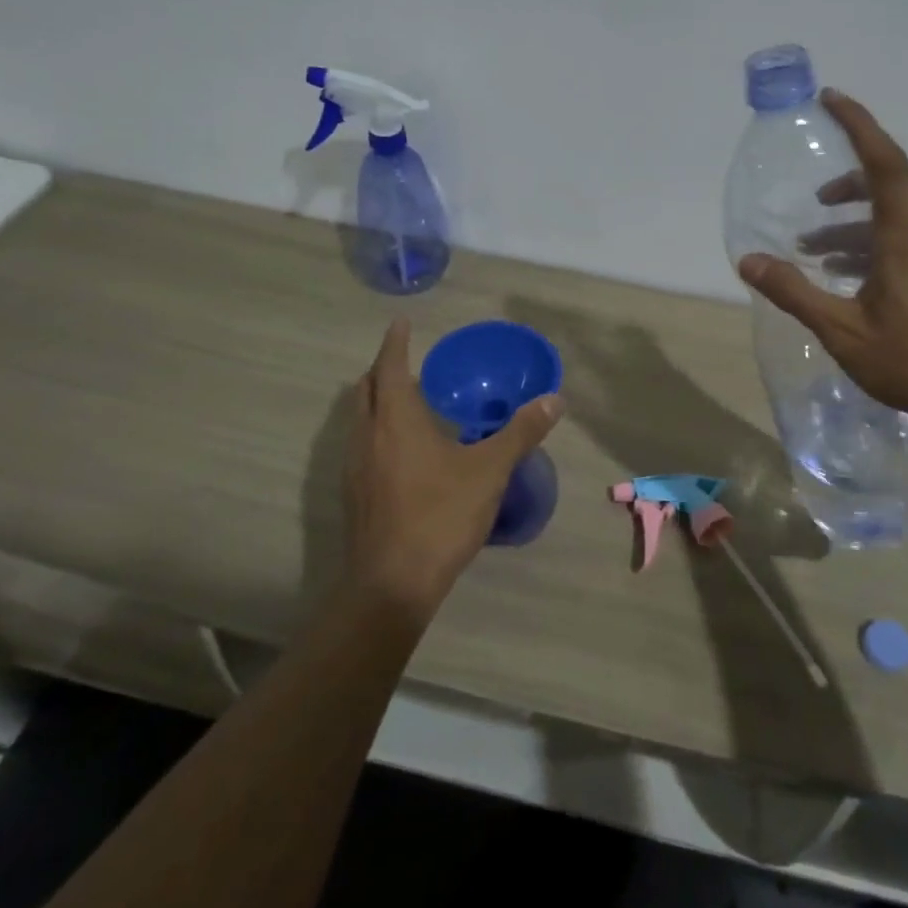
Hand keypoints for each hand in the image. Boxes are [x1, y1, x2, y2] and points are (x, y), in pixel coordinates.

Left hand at [340, 318, 564, 620]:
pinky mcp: (353, 494)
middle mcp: (367, 435)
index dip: (395, 342)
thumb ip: (521, 432)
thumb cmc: (440, 515)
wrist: (391, 584)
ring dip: (376, 401)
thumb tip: (554, 400)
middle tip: (405, 361)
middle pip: (366, 389)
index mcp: (396, 419)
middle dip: (383, 369)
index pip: (390, 366)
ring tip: (404, 402)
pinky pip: (360, 445)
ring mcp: (354, 466)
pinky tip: (400, 452)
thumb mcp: (489, 470)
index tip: (401, 323)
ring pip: (359, 418)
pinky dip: (376, 431)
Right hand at [737, 89, 907, 439]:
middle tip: (814, 192)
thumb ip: (793, 291)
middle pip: (890, 183)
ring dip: (851, 222)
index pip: (883, 162)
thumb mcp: (841, 329)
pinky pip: (899, 242)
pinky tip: (839, 275)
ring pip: (893, 217)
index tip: (831, 99)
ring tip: (809, 245)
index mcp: (906, 236)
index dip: (858, 125)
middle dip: (848, 177)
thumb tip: (748, 260)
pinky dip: (865, 244)